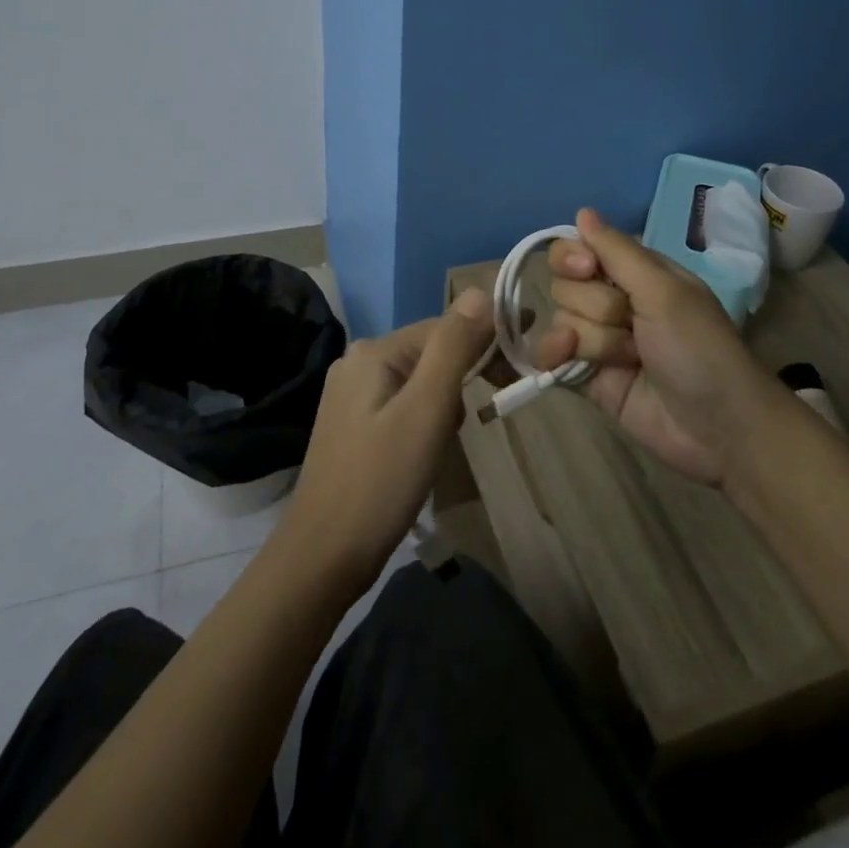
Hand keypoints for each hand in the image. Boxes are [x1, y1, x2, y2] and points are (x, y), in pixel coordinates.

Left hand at [281, 289, 493, 592]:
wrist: (324, 557)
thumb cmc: (381, 480)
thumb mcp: (427, 409)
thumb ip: (454, 347)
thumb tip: (479, 290)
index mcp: (374, 351)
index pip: (445, 327)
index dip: (488, 336)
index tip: (525, 355)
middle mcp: (359, 362)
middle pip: (432, 351)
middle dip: (467, 372)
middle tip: (500, 398)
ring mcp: (352, 394)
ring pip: (421, 379)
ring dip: (448, 400)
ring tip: (454, 438)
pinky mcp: (354, 424)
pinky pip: (405, 403)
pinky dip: (428, 416)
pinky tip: (430, 449)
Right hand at [536, 209, 776, 485]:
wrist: (719, 428)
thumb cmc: (700, 349)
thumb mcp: (665, 292)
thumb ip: (618, 252)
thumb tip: (582, 211)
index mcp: (636, 273)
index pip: (580, 248)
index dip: (574, 257)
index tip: (587, 269)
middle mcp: (613, 300)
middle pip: (566, 284)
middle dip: (595, 306)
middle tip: (631, 324)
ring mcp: (599, 340)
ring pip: (561, 320)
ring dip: (594, 339)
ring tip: (629, 359)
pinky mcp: (587, 376)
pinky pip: (550, 354)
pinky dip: (554, 354)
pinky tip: (567, 359)